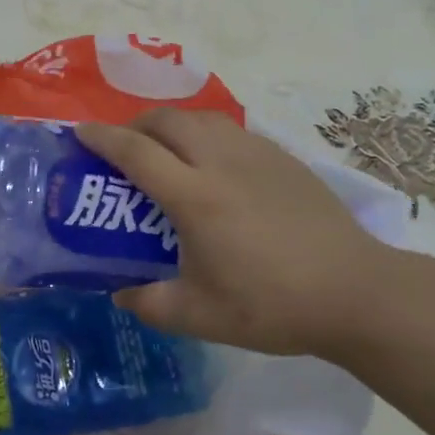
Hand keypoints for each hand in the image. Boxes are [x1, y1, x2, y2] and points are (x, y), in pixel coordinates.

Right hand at [76, 110, 412, 358]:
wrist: (355, 291)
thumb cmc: (272, 305)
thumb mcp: (201, 316)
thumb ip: (151, 304)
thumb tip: (121, 294)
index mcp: (195, 197)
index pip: (136, 152)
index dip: (102, 138)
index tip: (79, 133)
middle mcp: (221, 163)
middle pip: (168, 121)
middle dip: (136, 124)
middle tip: (123, 146)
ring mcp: (257, 155)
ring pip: (202, 118)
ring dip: (173, 124)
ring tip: (165, 149)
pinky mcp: (284, 159)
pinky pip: (232, 130)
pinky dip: (207, 134)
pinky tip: (214, 164)